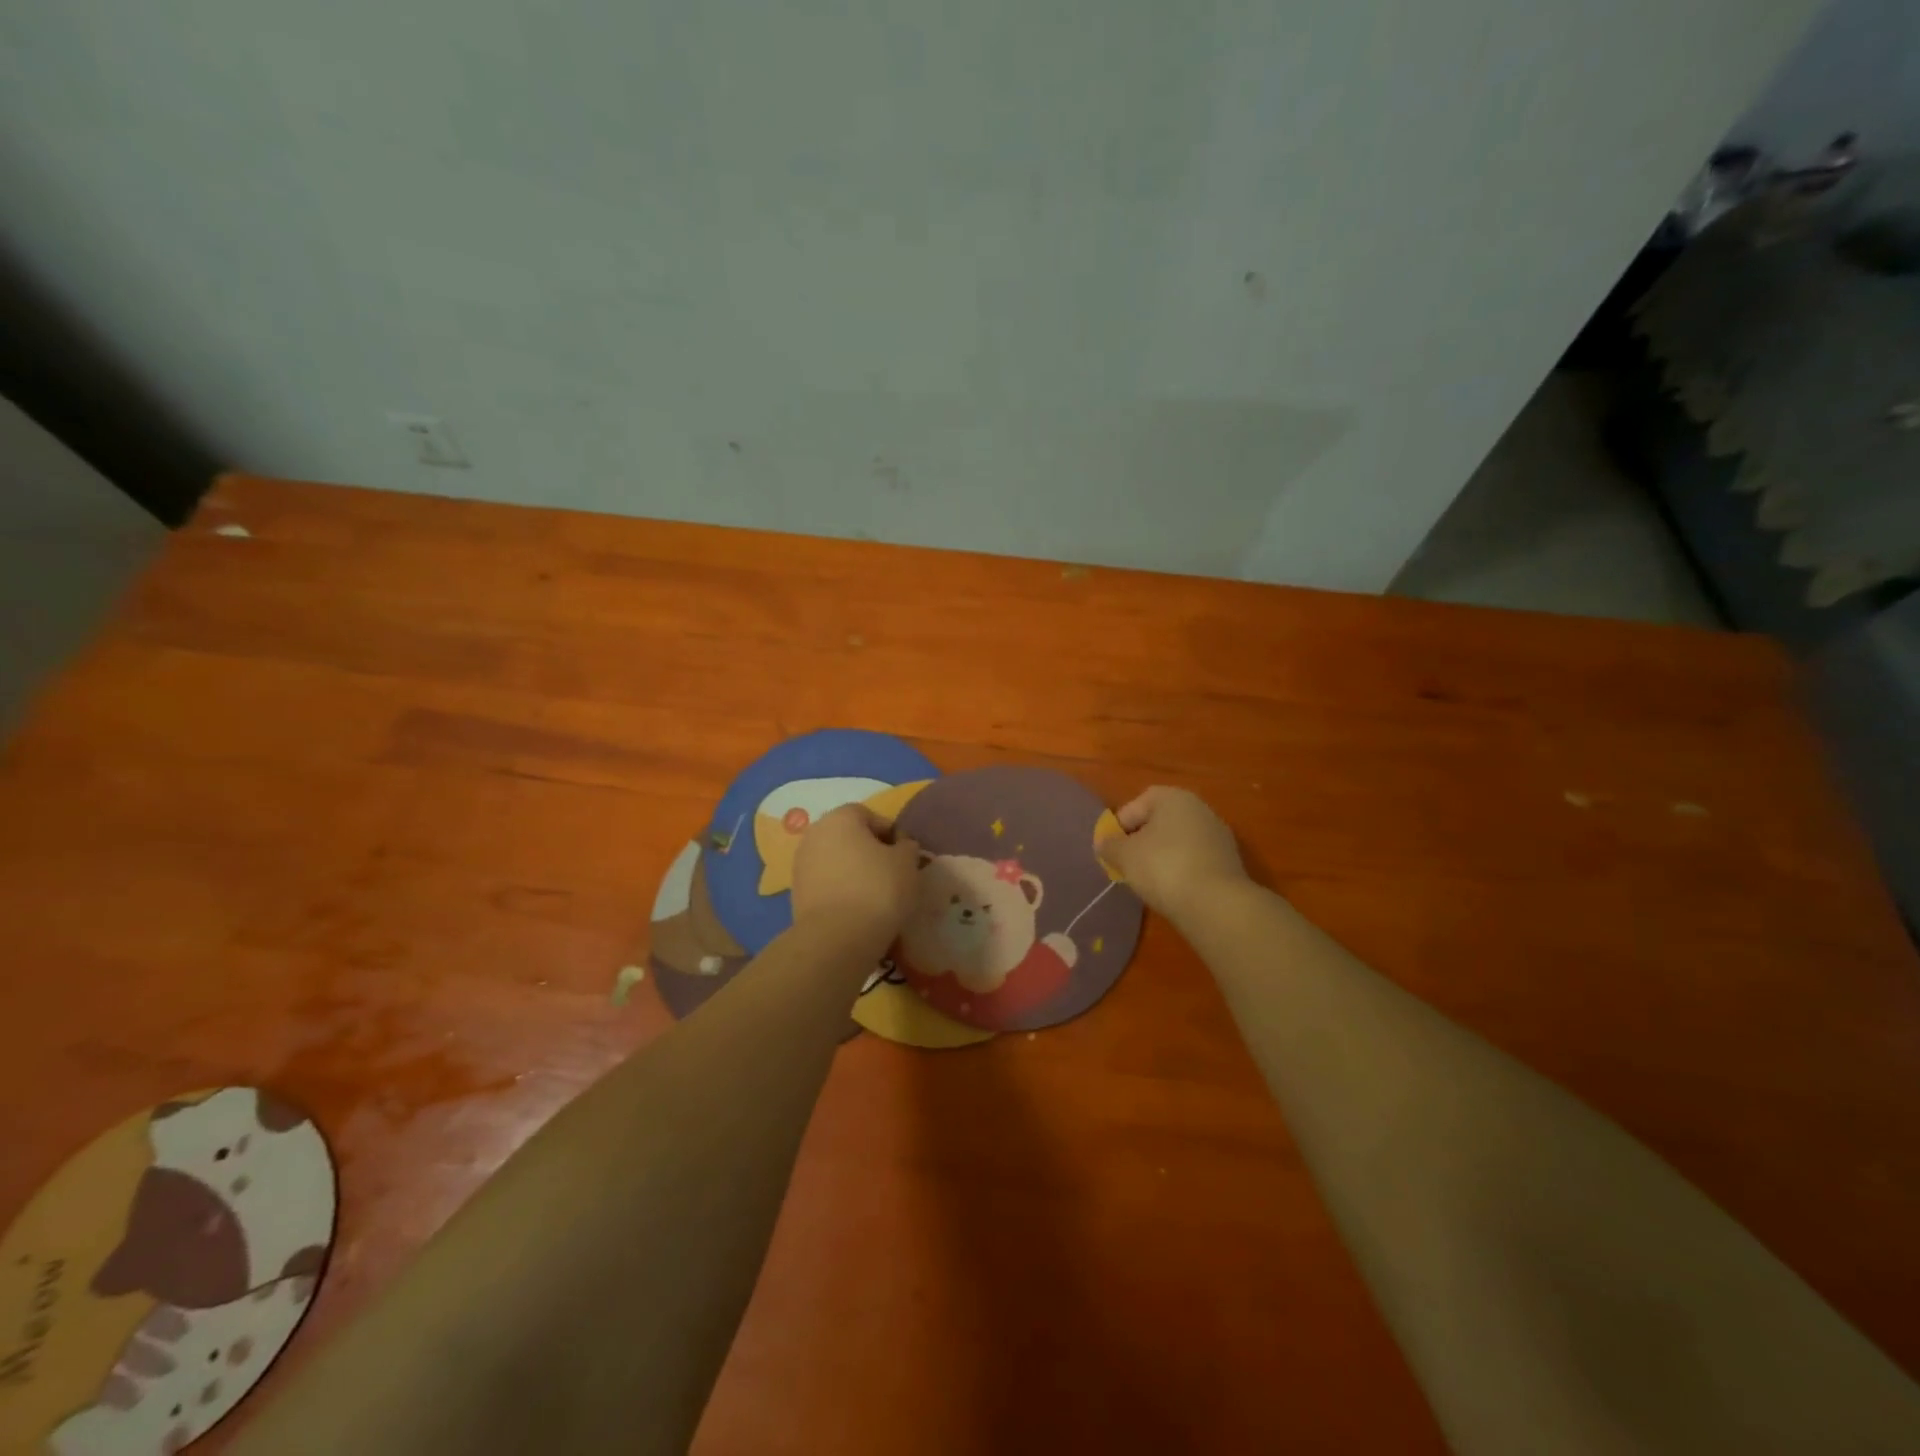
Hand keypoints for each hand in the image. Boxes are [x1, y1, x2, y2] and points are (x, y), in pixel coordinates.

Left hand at [791, 804, 920, 942]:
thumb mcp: (907, 863)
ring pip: (836, 861)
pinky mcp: (796, 893)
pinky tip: (857, 909)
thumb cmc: (878, 889)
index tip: (905, 857)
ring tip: (875, 896)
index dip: (891, 834)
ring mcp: (801, 864)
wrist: (837, 937)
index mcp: (841, 817)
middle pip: (849, 837)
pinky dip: (841, 890)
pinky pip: (826, 884)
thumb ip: (907, 846)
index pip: (870, 816)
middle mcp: (815, 833)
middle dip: (870, 852)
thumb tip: (901, 846)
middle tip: (892, 875)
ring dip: (854, 872)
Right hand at [1098, 787, 1248, 920]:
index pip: (1135, 805)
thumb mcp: (1125, 856)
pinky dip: (1181, 870)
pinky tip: (1173, 890)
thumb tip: (1103, 842)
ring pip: (1177, 842)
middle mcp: (1199, 808)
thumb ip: (1110, 845)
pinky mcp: (1228, 862)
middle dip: (1141, 842)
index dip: (1118, 828)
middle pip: (1158, 822)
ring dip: (1161, 857)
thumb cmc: (1163, 867)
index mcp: (1173, 798)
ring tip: (1148, 881)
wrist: (1215, 904)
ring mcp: (1217, 835)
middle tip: (1127, 865)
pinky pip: (1194, 860)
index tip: (1111, 851)